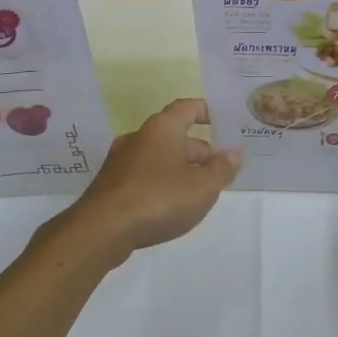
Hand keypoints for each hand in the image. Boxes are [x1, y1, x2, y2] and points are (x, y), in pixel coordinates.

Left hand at [63, 99, 241, 256]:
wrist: (103, 229)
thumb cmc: (159, 198)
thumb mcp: (203, 186)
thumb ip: (222, 168)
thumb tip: (235, 152)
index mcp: (163, 128)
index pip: (187, 107)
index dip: (206, 111)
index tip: (220, 120)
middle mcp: (139, 136)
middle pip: (174, 135)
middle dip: (198, 150)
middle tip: (218, 169)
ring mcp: (120, 160)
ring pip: (158, 157)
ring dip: (179, 168)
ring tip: (198, 191)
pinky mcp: (110, 184)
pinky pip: (142, 175)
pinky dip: (159, 183)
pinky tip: (169, 205)